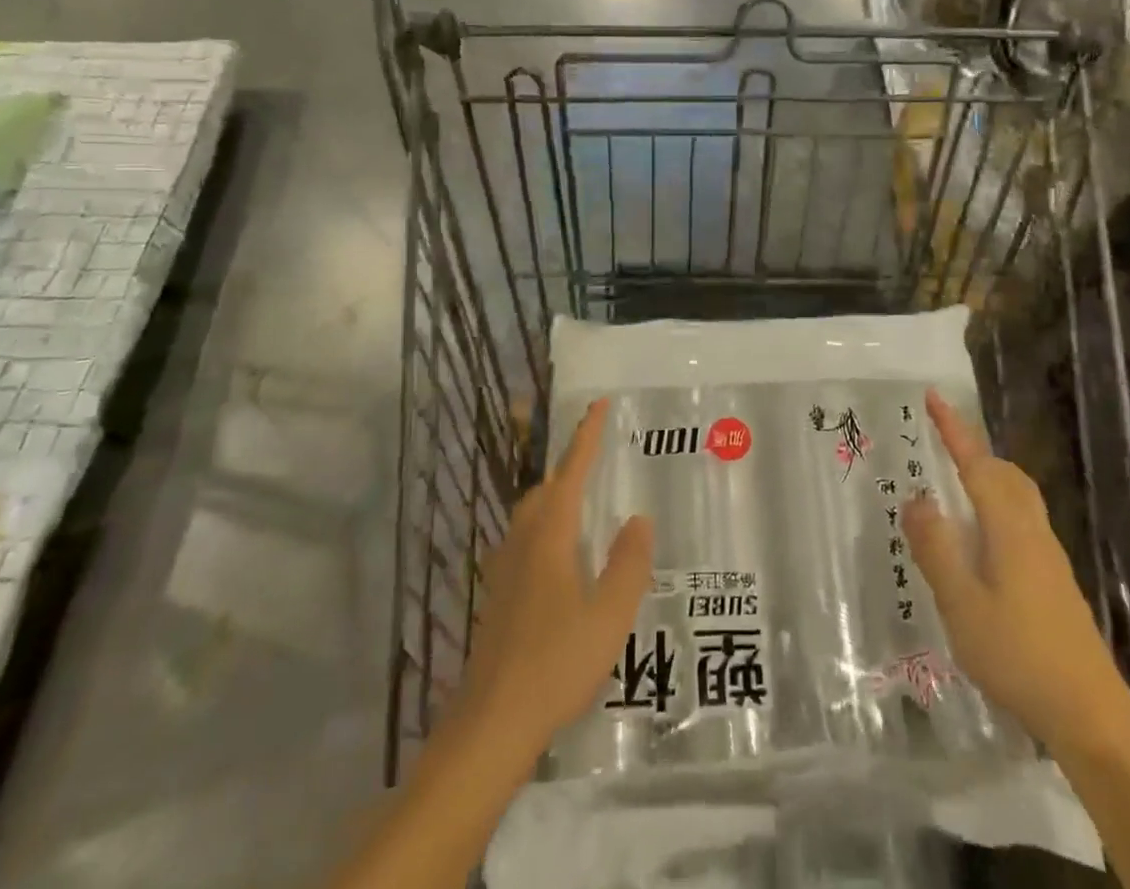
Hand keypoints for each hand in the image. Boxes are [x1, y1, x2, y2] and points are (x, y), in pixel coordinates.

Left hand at [452, 398, 652, 754]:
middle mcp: (521, 544)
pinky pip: (522, 542)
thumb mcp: (609, 617)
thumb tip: (638, 518)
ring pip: (529, 517)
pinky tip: (558, 560)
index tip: (598, 404)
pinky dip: (544, 530)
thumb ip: (628, 564)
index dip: (585, 437)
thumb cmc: (555, 665)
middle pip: (544, 491)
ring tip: (582, 504)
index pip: (570, 473)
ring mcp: (503, 571)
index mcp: (549, 538)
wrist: (490, 725)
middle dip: (569, 468)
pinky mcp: (496, 598)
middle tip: (596, 459)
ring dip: (555, 498)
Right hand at [905, 389, 1129, 751]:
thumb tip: (917, 498)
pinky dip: (995, 509)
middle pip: (1005, 474)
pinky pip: (1021, 522)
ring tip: (953, 489)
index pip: (977, 463)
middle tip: (940, 446)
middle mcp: (1032, 531)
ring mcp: (1049, 557)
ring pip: (1017, 498)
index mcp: (1008, 527)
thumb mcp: (961, 603)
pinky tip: (979, 544)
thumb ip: (936, 548)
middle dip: (973, 451)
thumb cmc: (1019, 655)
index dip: (954, 429)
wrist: (1091, 715)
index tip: (934, 396)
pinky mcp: (1054, 582)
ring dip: (986, 479)